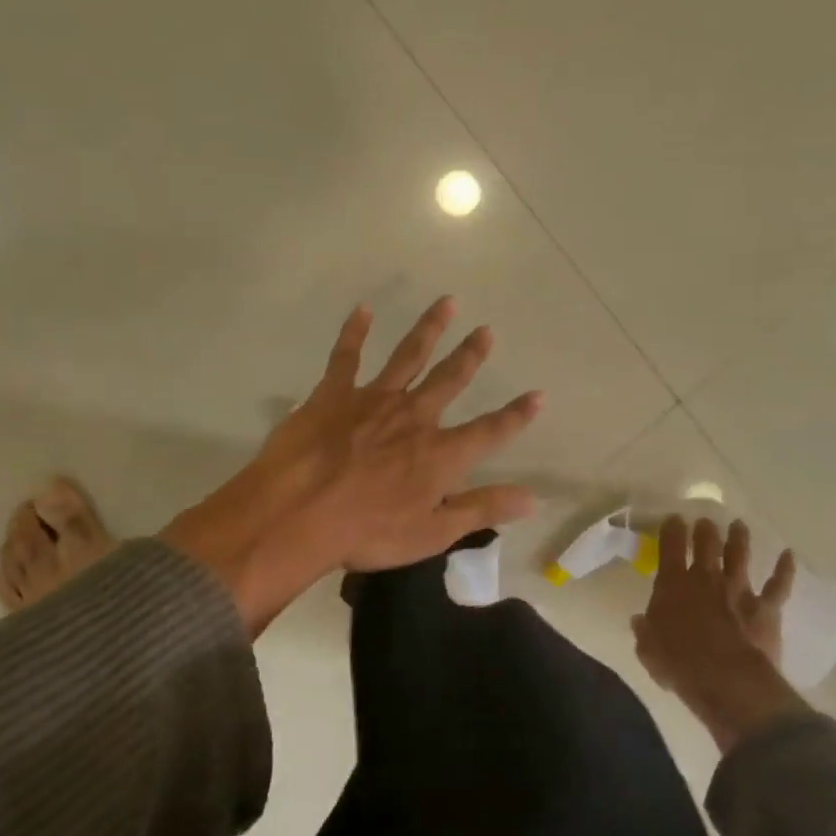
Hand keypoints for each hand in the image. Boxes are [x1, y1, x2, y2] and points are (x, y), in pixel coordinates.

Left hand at [161, 297, 542, 635]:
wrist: (297, 514)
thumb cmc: (366, 532)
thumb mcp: (432, 532)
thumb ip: (482, 509)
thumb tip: (532, 498)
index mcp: (439, 454)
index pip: (490, 431)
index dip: (517, 415)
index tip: (538, 394)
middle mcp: (414, 417)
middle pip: (450, 379)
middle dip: (471, 355)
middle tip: (486, 330)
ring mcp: (373, 400)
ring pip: (408, 356)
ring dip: (429, 328)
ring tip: (446, 302)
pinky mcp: (334, 394)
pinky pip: (346, 356)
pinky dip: (354, 332)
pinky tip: (362, 310)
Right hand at [633, 517, 805, 752]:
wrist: (727, 679)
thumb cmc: (680, 664)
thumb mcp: (648, 650)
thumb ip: (645, 631)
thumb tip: (640, 621)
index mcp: (673, 584)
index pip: (670, 547)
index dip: (672, 530)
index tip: (674, 519)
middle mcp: (706, 579)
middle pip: (706, 544)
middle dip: (705, 530)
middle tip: (705, 521)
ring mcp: (738, 590)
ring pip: (739, 555)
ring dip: (738, 538)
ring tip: (739, 525)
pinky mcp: (766, 607)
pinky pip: (778, 584)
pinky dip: (785, 569)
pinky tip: (789, 555)